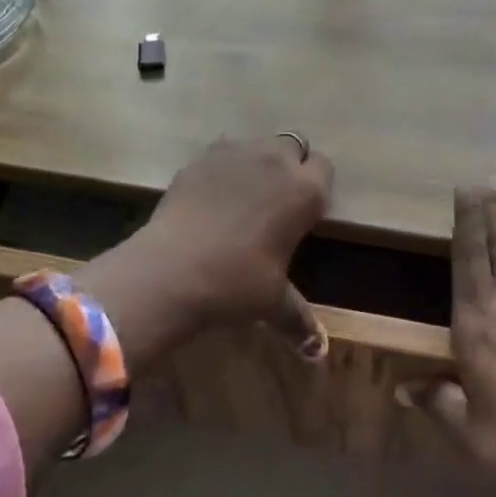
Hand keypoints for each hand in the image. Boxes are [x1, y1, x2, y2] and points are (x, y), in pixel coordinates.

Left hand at [144, 134, 333, 329]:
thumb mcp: (273, 303)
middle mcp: (275, 161)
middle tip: (275, 200)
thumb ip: (300, 321)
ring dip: (257, 161)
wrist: (170, 270)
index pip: (325, 168)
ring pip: (257, 144)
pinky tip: (211, 197)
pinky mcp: (201, 157)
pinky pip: (223, 152)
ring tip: (242, 196)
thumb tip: (319, 352)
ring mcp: (235, 153)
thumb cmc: (236, 284)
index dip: (316, 186)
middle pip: (294, 146)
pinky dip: (223, 167)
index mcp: (305, 191)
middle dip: (289, 165)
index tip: (304, 210)